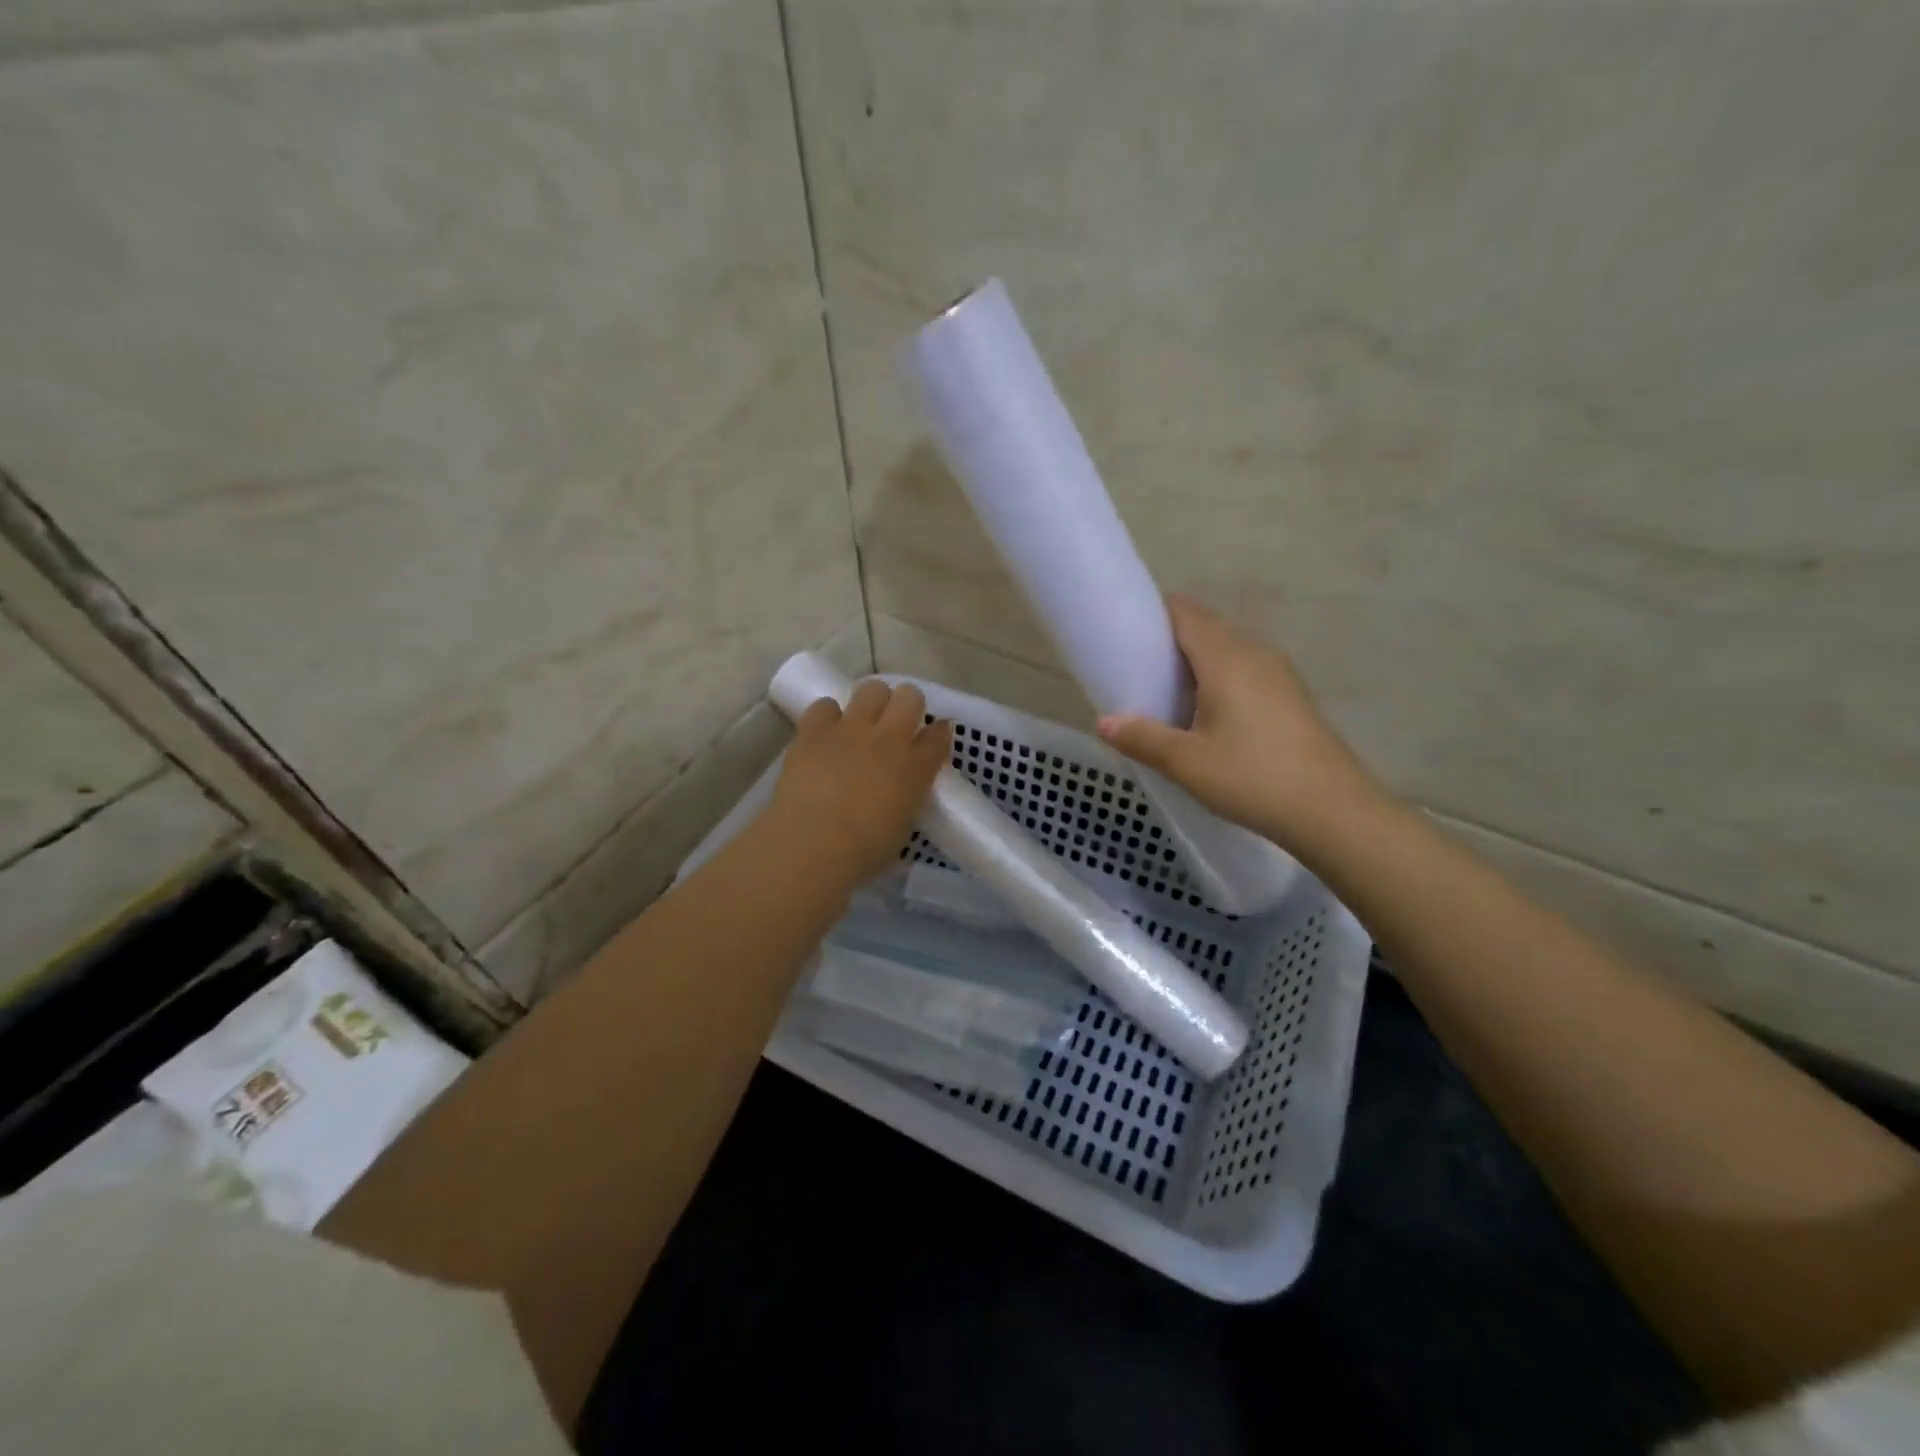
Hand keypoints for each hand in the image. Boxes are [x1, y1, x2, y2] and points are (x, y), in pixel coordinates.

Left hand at [765, 679, 953, 886]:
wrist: (813, 844)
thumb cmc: (863, 851)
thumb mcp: (901, 828)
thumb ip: (907, 799)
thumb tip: (900, 793)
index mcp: (916, 767)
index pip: (939, 734)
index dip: (937, 733)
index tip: (931, 740)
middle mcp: (889, 739)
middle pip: (910, 697)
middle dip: (907, 705)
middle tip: (896, 725)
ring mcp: (851, 729)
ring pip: (872, 689)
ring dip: (871, 702)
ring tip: (861, 722)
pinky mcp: (814, 730)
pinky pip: (825, 705)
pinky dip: (827, 716)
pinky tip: (825, 733)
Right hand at [1096, 595, 1386, 852]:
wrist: (1333, 812)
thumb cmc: (1253, 778)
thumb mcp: (1187, 763)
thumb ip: (1142, 738)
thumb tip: (1104, 723)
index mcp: (1227, 658)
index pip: (1185, 612)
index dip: (1153, 613)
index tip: (1126, 632)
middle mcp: (1255, 653)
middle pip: (1206, 628)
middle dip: (1169, 640)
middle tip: (1137, 670)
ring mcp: (1278, 674)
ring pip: (1227, 650)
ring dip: (1195, 662)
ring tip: (1166, 694)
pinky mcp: (1290, 696)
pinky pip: (1245, 670)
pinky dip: (1218, 678)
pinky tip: (1206, 715)